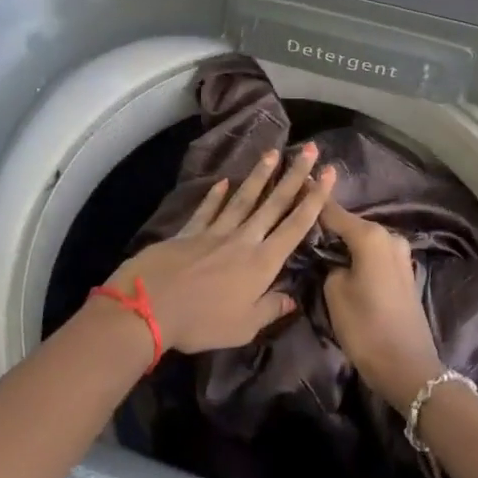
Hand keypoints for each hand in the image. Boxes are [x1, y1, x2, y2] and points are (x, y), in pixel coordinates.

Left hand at [102, 145, 335, 355]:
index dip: (314, 199)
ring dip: (260, 176)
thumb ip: (270, 309)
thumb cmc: (202, 321)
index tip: (327, 173)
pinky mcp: (189, 232)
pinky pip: (207, 210)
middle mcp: (243, 240)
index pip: (295, 226)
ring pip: (243, 198)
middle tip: (309, 150)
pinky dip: (215, 196)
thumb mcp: (244, 326)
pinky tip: (223, 182)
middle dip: (294, 176)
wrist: (150, 305)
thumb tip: (293, 299)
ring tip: (273, 153)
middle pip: (273, 203)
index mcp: (262, 262)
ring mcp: (215, 232)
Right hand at [320, 199, 443, 409]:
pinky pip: (375, 254)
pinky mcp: (404, 272)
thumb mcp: (335, 293)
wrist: (409, 368)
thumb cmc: (366, 328)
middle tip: (301, 221)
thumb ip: (329, 265)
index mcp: (370, 236)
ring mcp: (400, 254)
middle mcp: (388, 236)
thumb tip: (333, 258)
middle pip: (350, 223)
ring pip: (363, 239)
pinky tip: (343, 261)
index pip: (333, 211)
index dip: (312, 199)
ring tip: (318, 243)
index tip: (295, 184)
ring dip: (344, 240)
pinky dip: (359, 254)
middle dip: (328, 222)